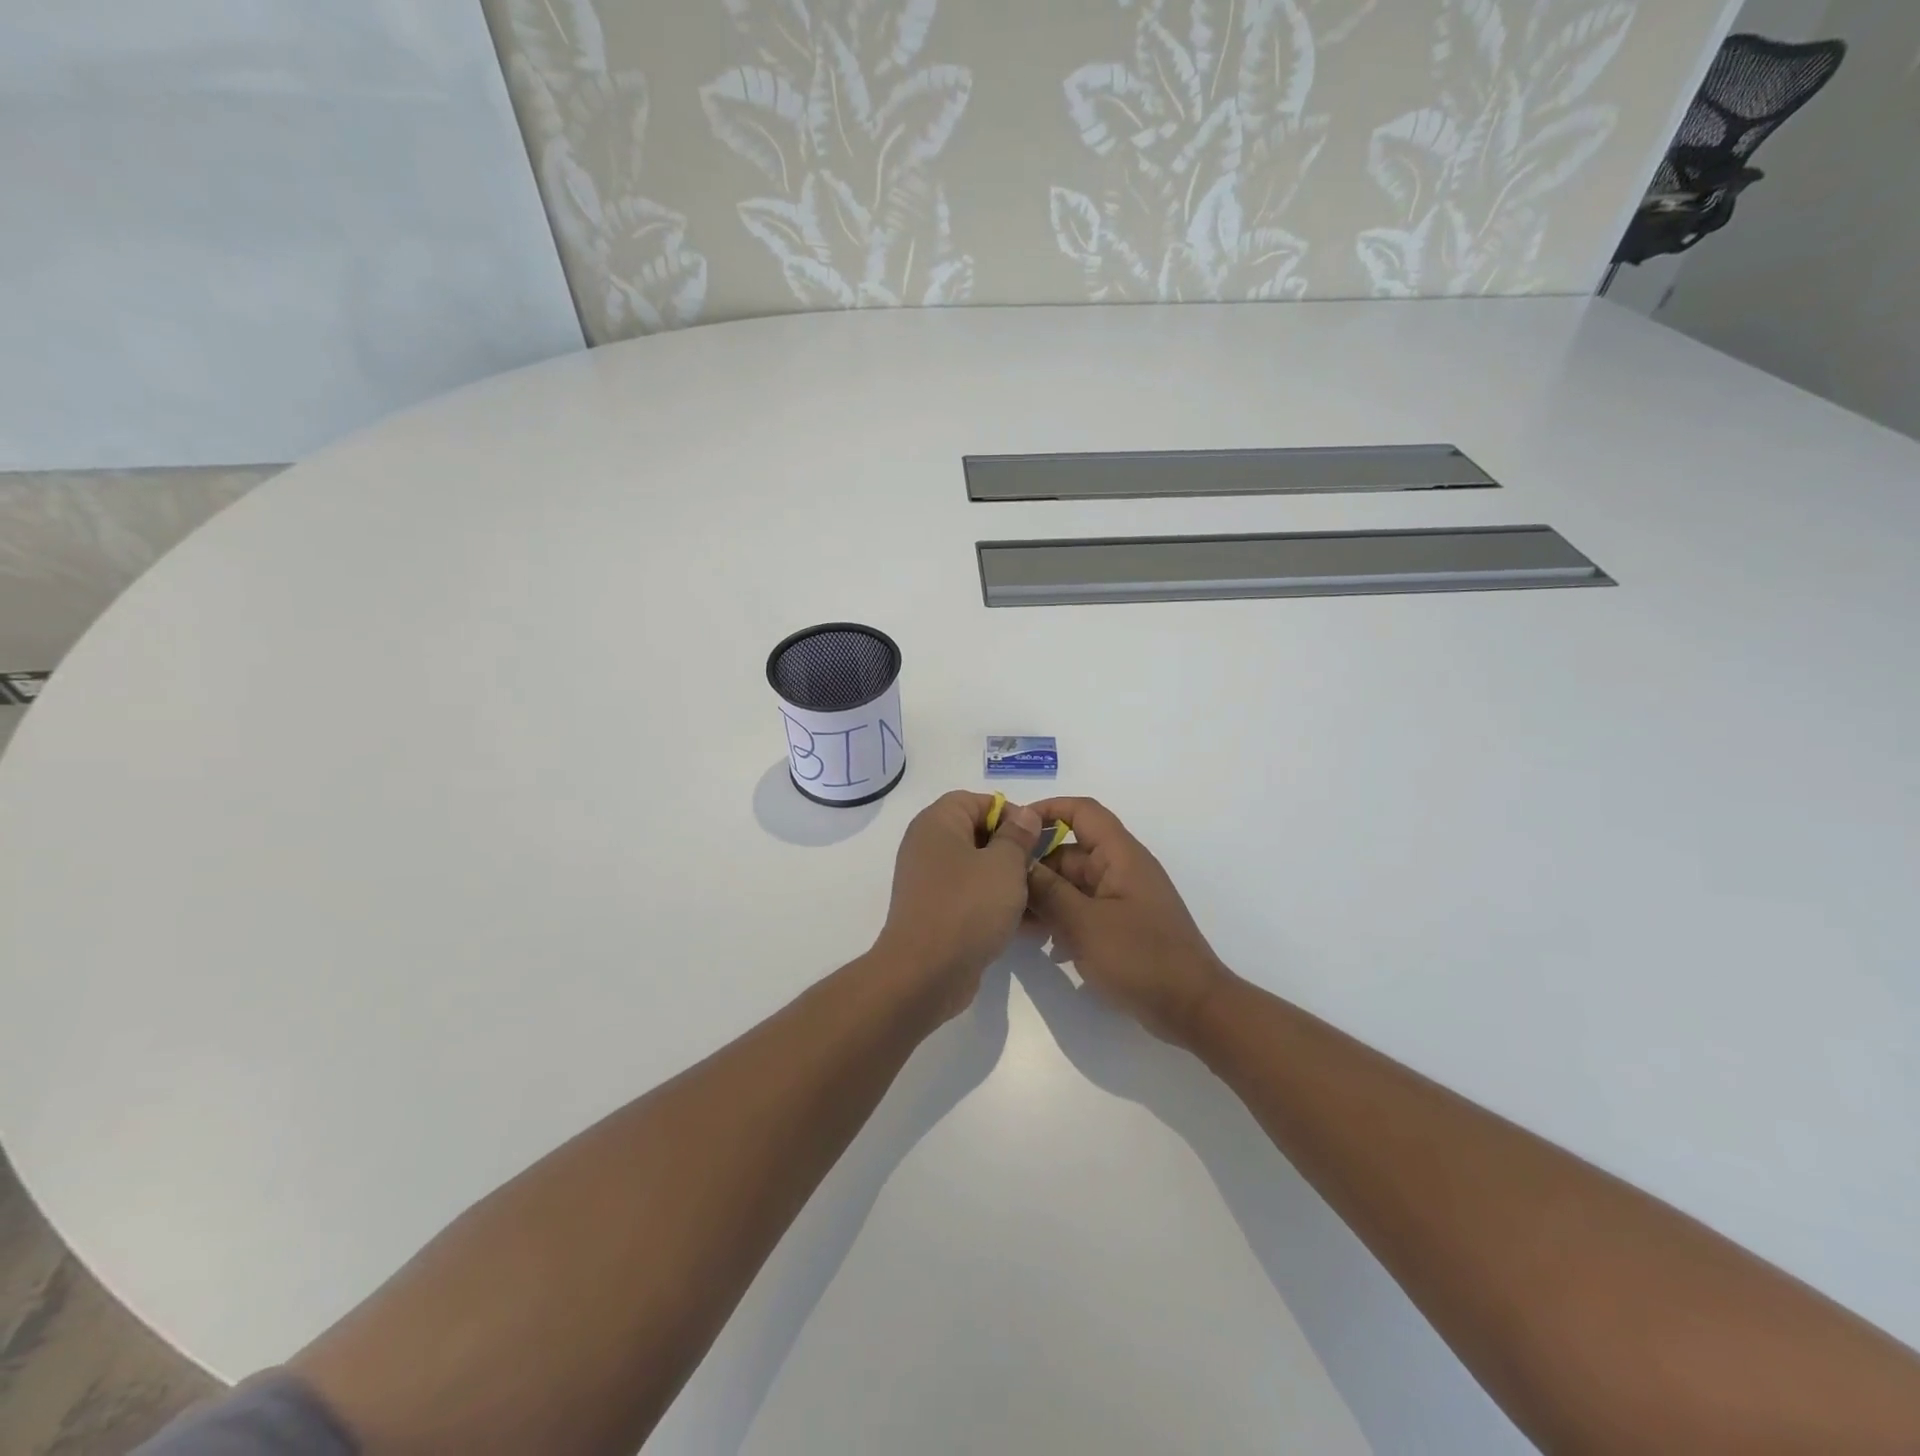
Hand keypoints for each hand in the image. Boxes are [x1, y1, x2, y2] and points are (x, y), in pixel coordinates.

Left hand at [873, 790, 1043, 1018]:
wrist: (925, 973)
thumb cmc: (967, 906)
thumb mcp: (1004, 865)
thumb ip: (1017, 836)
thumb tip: (1024, 815)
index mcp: (937, 823)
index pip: (975, 801)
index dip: (1009, 813)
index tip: (1036, 837)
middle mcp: (928, 846)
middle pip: (977, 835)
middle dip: (1014, 851)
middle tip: (1042, 868)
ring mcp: (929, 882)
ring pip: (978, 870)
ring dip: (1010, 882)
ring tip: (1042, 899)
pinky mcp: (936, 913)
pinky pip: (971, 898)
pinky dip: (996, 905)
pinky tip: (1027, 925)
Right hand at [1024, 797, 1231, 1045]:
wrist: (1193, 1008)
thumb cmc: (1140, 957)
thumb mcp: (1084, 923)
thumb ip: (1048, 891)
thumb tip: (1018, 862)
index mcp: (1120, 855)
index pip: (1083, 812)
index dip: (1048, 810)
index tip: (1013, 828)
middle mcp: (1121, 869)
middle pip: (1070, 852)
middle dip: (1036, 867)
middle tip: (1000, 891)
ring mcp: (1122, 898)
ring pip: (1073, 884)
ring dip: (1045, 897)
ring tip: (1013, 920)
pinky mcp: (1121, 925)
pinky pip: (1083, 909)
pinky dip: (1062, 918)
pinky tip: (1041, 943)